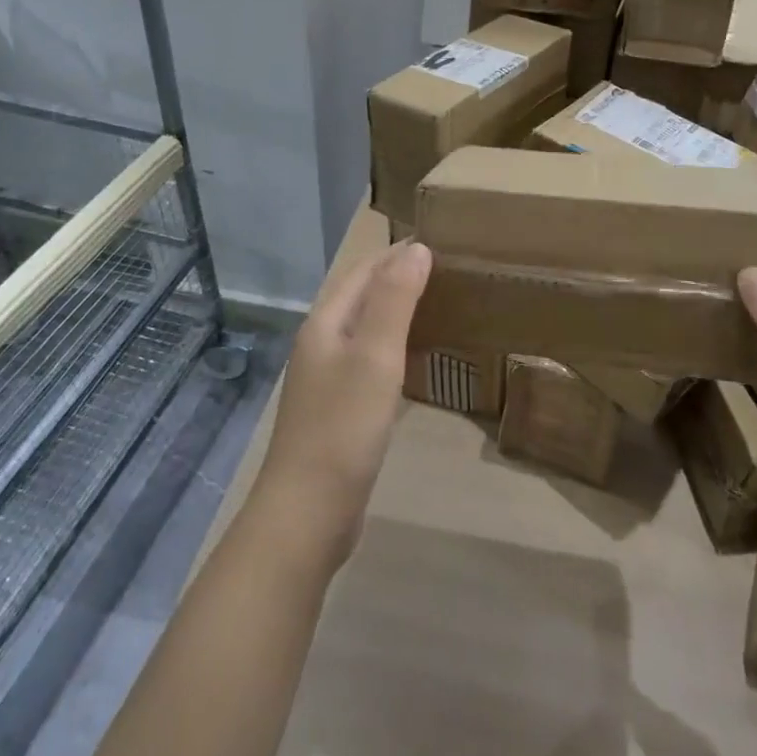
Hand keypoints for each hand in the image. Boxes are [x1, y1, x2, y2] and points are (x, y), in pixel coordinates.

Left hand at [255, 240, 431, 563]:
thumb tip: (415, 248)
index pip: (364, 271)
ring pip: (365, 330)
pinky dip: (394, 349)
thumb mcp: (374, 356)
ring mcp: (326, 379)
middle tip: (448, 273)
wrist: (308, 512)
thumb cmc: (343, 428)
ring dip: (397, 313)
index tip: (441, 243)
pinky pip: (369, 363)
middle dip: (398, 278)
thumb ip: (394, 300)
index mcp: (325, 323)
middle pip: (361, 297)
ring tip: (439, 308)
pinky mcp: (338, 410)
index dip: (397, 254)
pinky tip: (416, 361)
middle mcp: (321, 344)